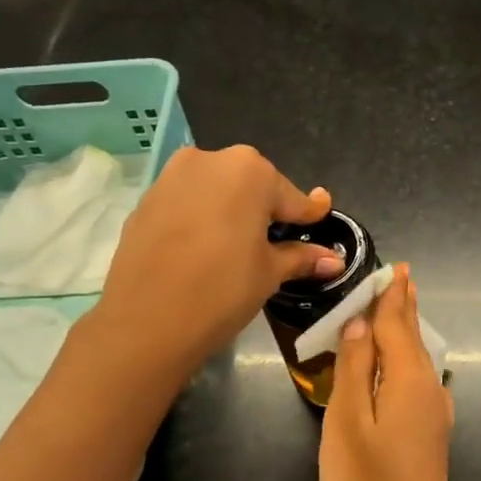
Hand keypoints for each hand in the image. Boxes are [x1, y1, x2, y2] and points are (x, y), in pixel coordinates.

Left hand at [84, 145, 340, 387]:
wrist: (146, 321)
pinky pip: (187, 202)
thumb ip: (301, 257)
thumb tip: (335, 260)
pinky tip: (203, 248)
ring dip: (231, 210)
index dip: (308, 214)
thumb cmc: (222, 290)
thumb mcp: (270, 273)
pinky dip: (201, 217)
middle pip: (252, 184)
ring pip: (216, 189)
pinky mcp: (146, 199)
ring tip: (237, 245)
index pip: (291, 196)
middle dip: (266, 209)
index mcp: (250, 171)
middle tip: (275, 242)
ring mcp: (172, 176)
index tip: (321, 217)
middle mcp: (210, 160)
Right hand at [319, 265, 456, 480]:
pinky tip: (401, 368)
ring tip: (398, 311)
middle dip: (404, 309)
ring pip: (418, 361)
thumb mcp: (346, 424)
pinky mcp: (430, 438)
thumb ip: (353, 371)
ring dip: (406, 333)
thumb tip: (359, 326)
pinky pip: (417, 383)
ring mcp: (434, 417)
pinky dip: (405, 362)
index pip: (398, 325)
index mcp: (408, 381)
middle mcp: (430, 391)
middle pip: (413, 339)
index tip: (394, 268)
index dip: (391, 297)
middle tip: (401, 278)